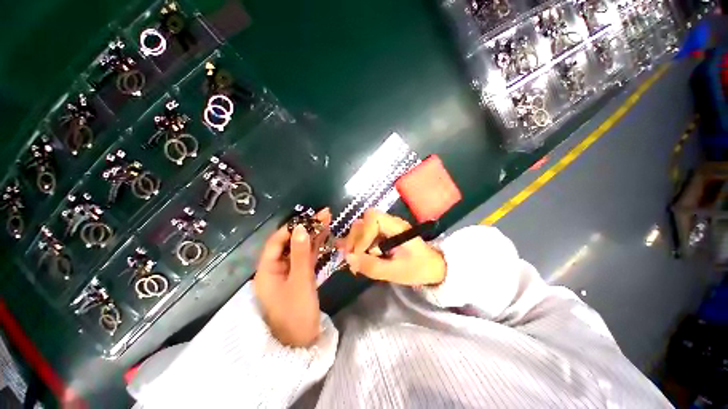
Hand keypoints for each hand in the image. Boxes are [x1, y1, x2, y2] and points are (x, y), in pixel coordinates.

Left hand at [254, 208, 330, 346]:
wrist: (303, 343)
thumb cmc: (297, 314)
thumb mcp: (300, 282)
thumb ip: (301, 254)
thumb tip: (301, 228)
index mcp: (267, 271)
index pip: (276, 243)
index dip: (291, 229)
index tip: (307, 218)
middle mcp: (276, 269)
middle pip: (290, 243)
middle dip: (306, 229)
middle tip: (323, 214)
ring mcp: (290, 272)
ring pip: (301, 249)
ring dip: (314, 235)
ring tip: (327, 219)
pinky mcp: (301, 276)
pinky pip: (307, 257)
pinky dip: (315, 247)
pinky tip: (324, 235)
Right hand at [339, 209, 445, 285]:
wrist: (433, 266)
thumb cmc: (419, 268)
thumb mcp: (397, 272)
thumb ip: (373, 266)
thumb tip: (349, 259)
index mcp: (396, 227)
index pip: (373, 218)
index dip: (363, 235)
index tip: (359, 254)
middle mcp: (389, 223)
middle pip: (364, 221)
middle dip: (355, 238)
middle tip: (351, 258)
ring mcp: (385, 228)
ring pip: (362, 226)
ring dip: (354, 241)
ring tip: (353, 259)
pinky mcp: (382, 234)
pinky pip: (365, 234)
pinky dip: (358, 244)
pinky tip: (355, 255)